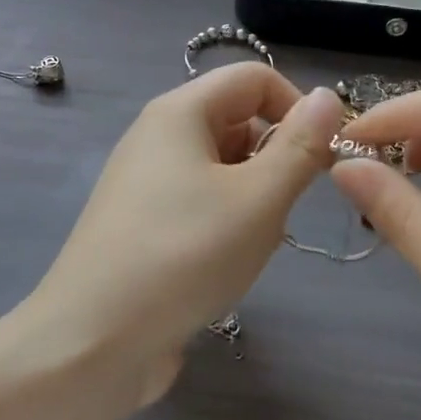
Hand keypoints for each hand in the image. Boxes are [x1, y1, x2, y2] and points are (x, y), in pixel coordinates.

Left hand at [35, 65, 346, 403]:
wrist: (94, 341)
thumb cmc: (185, 256)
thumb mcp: (258, 199)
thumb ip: (299, 146)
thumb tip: (326, 97)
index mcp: (179, 112)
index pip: (253, 78)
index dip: (297, 107)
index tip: (325, 158)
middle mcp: (157, 137)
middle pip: (236, 120)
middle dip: (275, 156)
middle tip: (286, 209)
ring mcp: (145, 183)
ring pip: (221, 167)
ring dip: (254, 196)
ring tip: (256, 242)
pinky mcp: (143, 225)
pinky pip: (199, 202)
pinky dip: (226, 222)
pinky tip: (229, 263)